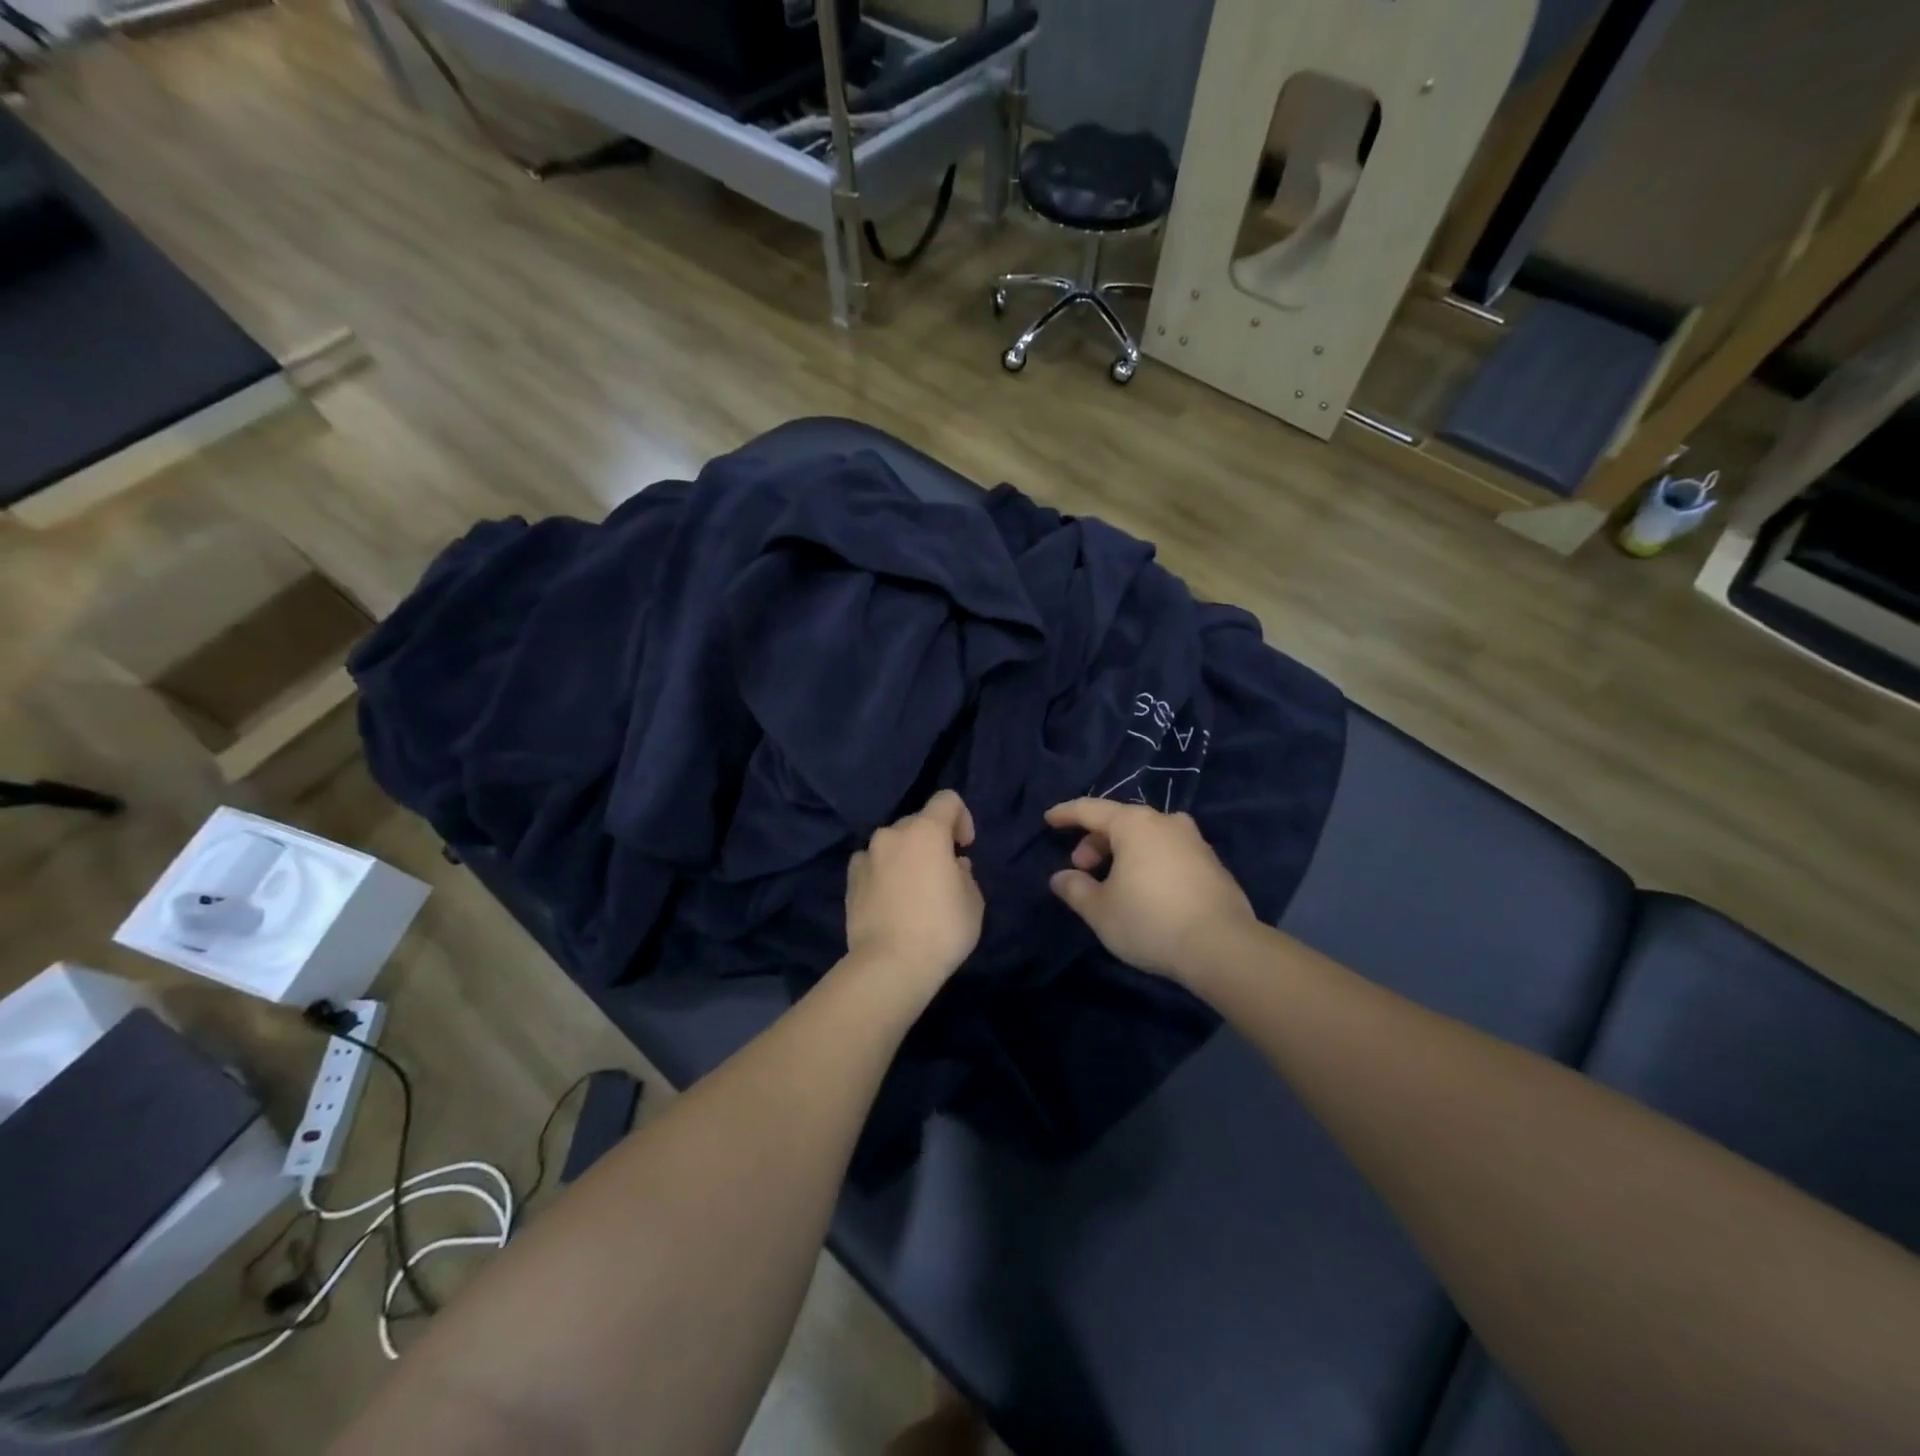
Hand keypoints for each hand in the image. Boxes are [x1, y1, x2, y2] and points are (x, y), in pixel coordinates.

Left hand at [845, 790, 984, 988]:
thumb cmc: (942, 929)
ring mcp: (867, 855)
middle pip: (918, 821)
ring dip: (906, 855)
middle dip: (932, 839)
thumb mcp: (973, 901)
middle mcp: (893, 834)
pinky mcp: (850, 879)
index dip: (961, 818)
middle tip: (942, 872)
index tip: (964, 847)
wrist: (890, 964)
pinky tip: (889, 898)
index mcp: (927, 831)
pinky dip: (883, 871)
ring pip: (893, 843)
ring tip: (913, 888)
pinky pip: (872, 863)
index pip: (947, 800)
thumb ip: (965, 874)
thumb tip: (953, 866)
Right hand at [1045, 799, 1256, 982]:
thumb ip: (1075, 889)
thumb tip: (1061, 877)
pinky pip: (1168, 852)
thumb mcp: (1101, 910)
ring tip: (1113, 881)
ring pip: (1147, 836)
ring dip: (1124, 852)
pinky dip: (1149, 861)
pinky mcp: (1212, 864)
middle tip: (1082, 868)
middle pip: (1120, 821)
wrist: (1223, 947)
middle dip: (1095, 841)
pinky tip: (1145, 890)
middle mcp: (1165, 822)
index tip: (1049, 819)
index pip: (1090, 809)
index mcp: (1134, 824)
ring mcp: (1194, 841)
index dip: (1066, 813)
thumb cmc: (1150, 921)